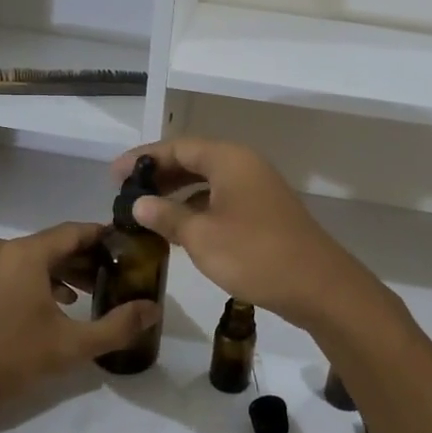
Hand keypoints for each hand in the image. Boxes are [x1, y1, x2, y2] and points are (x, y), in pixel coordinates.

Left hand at [0, 222, 158, 416]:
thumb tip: (153, 310)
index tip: (130, 249)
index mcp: (27, 253)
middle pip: (55, 244)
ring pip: (35, 258)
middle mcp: (4, 249)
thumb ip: (117, 326)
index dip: (105, 238)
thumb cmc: (10, 358)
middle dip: (87, 259)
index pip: (76, 231)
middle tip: (115, 277)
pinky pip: (15, 270)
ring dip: (63, 271)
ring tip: (90, 294)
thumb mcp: (71, 346)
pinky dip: (39, 280)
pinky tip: (55, 305)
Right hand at [112, 138, 366, 326]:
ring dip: (177, 192)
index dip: (143, 159)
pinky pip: (221, 199)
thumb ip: (166, 216)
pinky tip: (179, 228)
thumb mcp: (201, 236)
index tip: (114, 176)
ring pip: (208, 181)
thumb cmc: (254, 254)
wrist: (317, 286)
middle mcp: (244, 165)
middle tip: (125, 193)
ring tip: (146, 210)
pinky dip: (197, 207)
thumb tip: (138, 203)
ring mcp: (257, 189)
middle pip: (193, 160)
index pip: (177, 147)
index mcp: (229, 159)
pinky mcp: (264, 212)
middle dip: (159, 174)